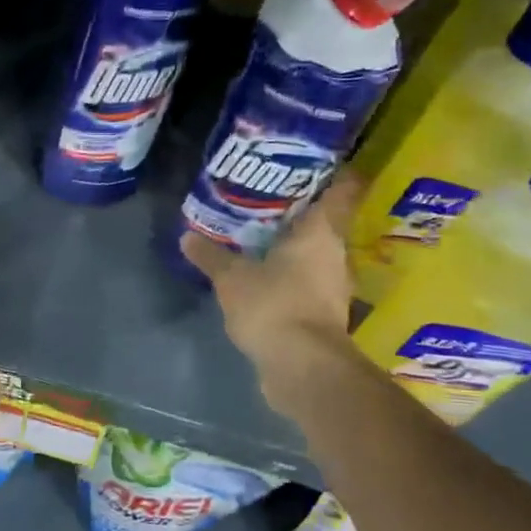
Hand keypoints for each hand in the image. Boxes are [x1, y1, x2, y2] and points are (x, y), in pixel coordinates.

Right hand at [179, 174, 360, 418]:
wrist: (302, 368)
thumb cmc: (274, 306)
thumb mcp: (231, 278)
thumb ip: (211, 255)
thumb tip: (186, 236)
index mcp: (321, 232)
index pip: (343, 190)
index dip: (335, 172)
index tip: (316, 161)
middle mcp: (335, 254)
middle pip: (325, 222)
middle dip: (300, 210)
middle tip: (267, 198)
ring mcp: (333, 286)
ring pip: (315, 254)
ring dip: (293, 246)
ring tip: (260, 235)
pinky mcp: (324, 313)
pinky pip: (306, 282)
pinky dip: (289, 276)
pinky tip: (264, 276)